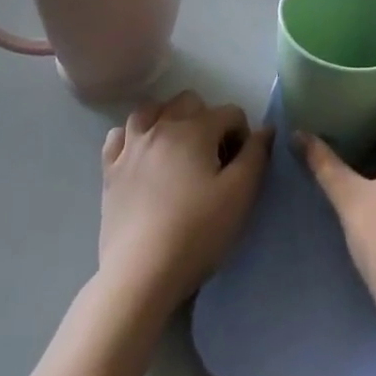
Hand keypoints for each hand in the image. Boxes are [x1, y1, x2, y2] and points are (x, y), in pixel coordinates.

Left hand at [100, 92, 270, 313]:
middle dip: (208, 120)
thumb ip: (256, 155)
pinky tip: (141, 155)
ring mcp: (130, 147)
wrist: (142, 273)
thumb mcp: (240, 194)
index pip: (229, 112)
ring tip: (178, 150)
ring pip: (150, 111)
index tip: (242, 166)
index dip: (243, 135)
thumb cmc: (197, 232)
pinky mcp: (109, 171)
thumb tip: (265, 129)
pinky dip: (132, 137)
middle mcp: (160, 127)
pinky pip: (118, 136)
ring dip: (169, 120)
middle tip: (214, 157)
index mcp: (194, 130)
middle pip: (189, 102)